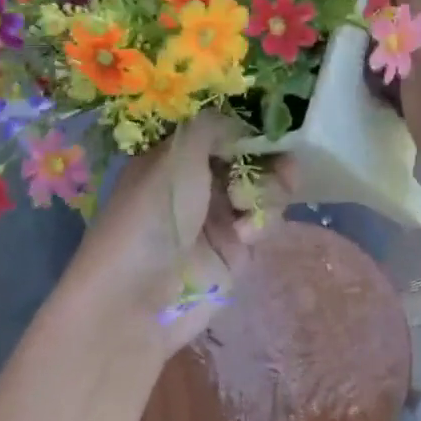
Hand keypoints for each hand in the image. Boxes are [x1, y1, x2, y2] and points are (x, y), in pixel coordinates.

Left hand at [66, 113, 281, 357]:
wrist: (137, 298)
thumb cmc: (151, 213)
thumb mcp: (178, 155)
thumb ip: (214, 127)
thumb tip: (242, 124)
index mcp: (176, 156)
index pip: (222, 129)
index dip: (248, 125)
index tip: (272, 122)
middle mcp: (199, 182)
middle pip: (250, 157)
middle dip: (269, 157)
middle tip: (282, 162)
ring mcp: (219, 216)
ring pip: (265, 188)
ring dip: (268, 189)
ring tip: (250, 204)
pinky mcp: (237, 250)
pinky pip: (266, 222)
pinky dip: (262, 221)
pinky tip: (245, 233)